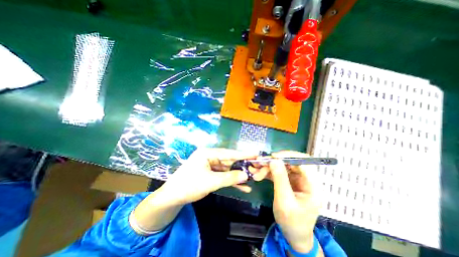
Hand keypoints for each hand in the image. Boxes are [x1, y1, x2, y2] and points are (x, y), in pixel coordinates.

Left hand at [160, 148, 259, 204]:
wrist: (172, 198)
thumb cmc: (189, 185)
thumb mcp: (211, 182)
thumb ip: (230, 177)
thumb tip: (246, 175)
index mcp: (208, 153)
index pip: (228, 153)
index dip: (242, 154)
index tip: (255, 153)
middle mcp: (210, 156)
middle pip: (229, 160)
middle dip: (242, 166)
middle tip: (256, 167)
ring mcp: (210, 165)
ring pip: (227, 169)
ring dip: (238, 175)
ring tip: (252, 178)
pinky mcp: (210, 173)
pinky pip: (223, 175)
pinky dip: (232, 181)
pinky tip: (243, 187)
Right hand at [268, 150, 319, 252]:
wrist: (293, 235)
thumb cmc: (292, 222)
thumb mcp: (284, 201)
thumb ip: (280, 179)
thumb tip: (274, 160)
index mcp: (312, 186)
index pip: (304, 163)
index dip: (289, 156)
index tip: (273, 156)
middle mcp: (306, 180)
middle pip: (290, 163)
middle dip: (274, 162)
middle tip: (260, 163)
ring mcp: (297, 180)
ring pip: (282, 167)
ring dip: (268, 167)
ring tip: (256, 170)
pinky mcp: (289, 182)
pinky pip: (278, 172)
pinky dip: (268, 172)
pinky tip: (258, 173)